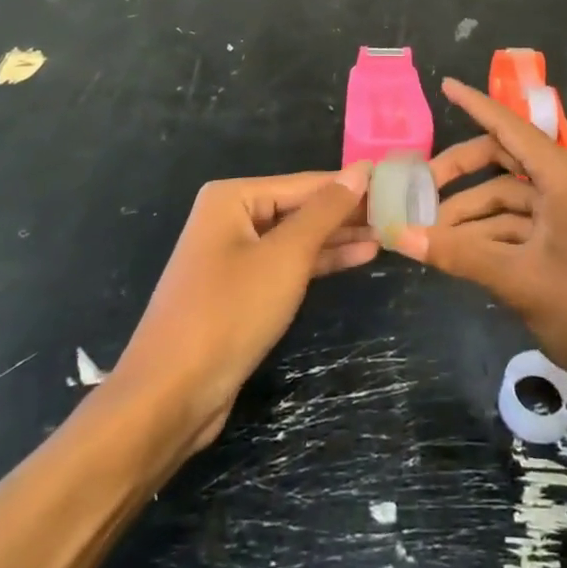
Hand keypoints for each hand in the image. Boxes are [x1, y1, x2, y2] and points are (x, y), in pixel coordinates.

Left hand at [111, 166, 375, 452]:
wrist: (169, 397)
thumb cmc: (229, 313)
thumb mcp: (286, 256)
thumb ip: (325, 211)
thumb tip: (360, 170)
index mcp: (233, 198)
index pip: (306, 183)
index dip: (351, 186)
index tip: (396, 185)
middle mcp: (230, 218)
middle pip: (300, 208)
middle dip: (346, 213)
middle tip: (397, 213)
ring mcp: (233, 256)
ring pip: (296, 238)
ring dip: (338, 238)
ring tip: (386, 235)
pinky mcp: (239, 291)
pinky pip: (286, 265)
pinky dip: (320, 262)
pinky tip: (357, 258)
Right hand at [395, 78, 566, 393]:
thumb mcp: (518, 279)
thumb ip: (458, 254)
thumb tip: (400, 236)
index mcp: (562, 175)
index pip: (509, 126)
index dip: (475, 105)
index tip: (445, 86)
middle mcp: (565, 183)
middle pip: (503, 161)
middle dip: (460, 174)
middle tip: (419, 191)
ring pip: (507, 198)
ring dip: (470, 214)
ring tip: (429, 235)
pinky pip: (519, 224)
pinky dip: (489, 235)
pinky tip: (457, 253)